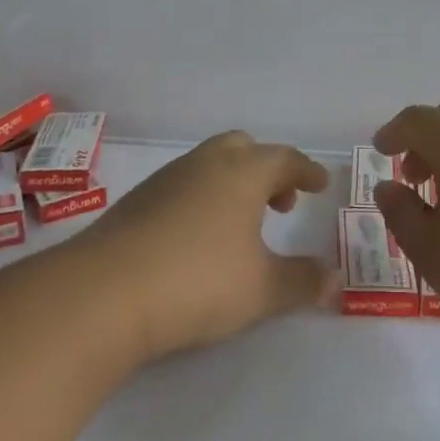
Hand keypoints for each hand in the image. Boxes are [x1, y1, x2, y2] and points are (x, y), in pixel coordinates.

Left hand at [78, 131, 334, 362]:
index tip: (319, 185)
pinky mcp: (137, 201)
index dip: (306, 171)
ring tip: (240, 224)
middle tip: (280, 203)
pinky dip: (202, 198)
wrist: (104, 292)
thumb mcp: (261, 290)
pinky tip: (197, 237)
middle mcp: (205, 164)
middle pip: (243, 148)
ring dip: (232, 183)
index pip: (284, 159)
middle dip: (266, 170)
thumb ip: (302, 282)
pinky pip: (183, 185)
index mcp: (242, 173)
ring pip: (209, 164)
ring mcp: (166, 179)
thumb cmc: (197, 281)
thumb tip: (335, 280)